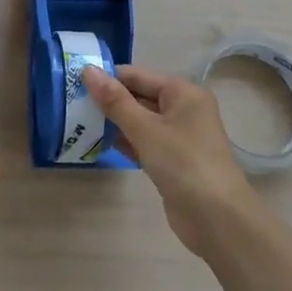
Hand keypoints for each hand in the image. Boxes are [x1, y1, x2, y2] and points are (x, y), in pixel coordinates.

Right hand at [81, 64, 256, 255]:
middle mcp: (184, 110)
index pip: (138, 75)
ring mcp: (180, 137)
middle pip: (140, 96)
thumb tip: (88, 71)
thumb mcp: (145, 129)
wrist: (217, 219)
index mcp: (183, 92)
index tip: (75, 81)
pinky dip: (126, 141)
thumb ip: (115, 101)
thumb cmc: (183, 163)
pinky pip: (145, 142)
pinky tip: (100, 143)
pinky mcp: (173, 162)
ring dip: (115, 122)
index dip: (109, 77)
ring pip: (141, 121)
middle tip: (74, 102)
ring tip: (80, 121)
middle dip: (110, 100)